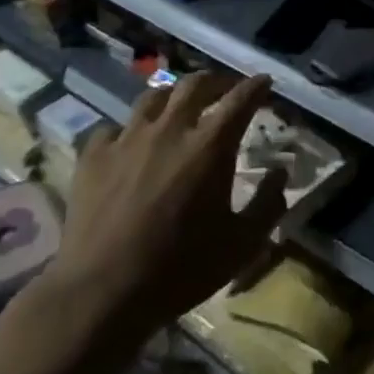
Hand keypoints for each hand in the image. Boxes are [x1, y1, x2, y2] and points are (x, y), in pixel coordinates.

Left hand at [52, 71, 286, 334]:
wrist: (103, 291)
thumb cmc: (181, 269)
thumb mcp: (242, 245)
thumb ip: (268, 204)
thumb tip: (280, 172)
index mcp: (209, 147)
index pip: (240, 100)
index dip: (256, 86)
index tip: (265, 82)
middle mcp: (169, 130)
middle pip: (195, 84)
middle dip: (216, 81)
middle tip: (226, 89)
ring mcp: (126, 139)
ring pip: (153, 97)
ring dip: (174, 96)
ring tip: (180, 107)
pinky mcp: (93, 155)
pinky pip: (114, 128)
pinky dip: (130, 130)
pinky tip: (131, 144)